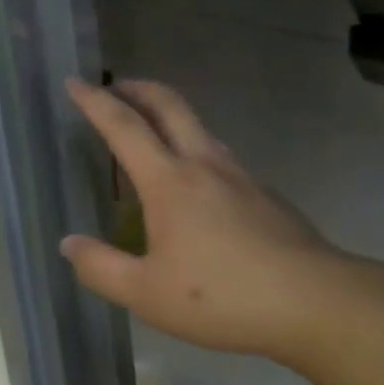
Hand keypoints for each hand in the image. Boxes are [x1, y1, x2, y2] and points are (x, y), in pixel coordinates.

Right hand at [61, 78, 338, 359]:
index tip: (75, 83)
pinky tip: (193, 185)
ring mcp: (240, 176)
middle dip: (137, 89)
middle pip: (169, 106)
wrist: (314, 302)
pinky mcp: (264, 195)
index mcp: (169, 182)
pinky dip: (193, 149)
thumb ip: (100, 268)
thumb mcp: (146, 294)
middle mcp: (205, 165)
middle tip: (114, 87)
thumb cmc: (221, 297)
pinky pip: (219, 156)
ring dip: (168, 115)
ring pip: (199, 127)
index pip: (124, 127)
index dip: (95, 102)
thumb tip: (69, 244)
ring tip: (149, 132)